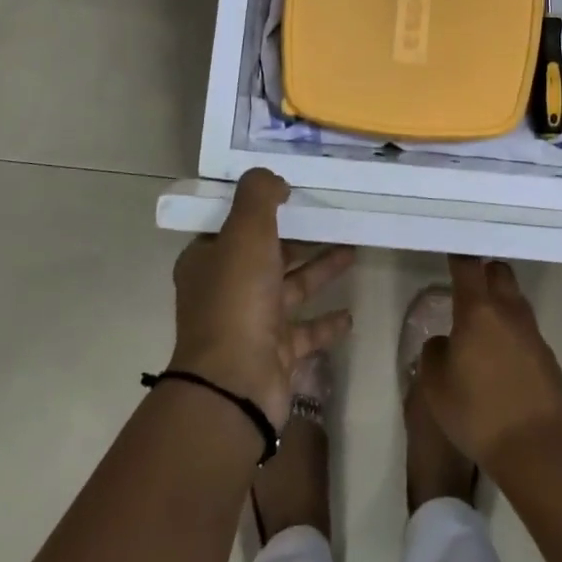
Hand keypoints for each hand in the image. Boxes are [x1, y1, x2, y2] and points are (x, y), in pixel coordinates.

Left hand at [169, 169, 354, 427]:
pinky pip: (305, 331)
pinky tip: (351, 314)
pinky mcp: (275, 353)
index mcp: (208, 260)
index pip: (231, 226)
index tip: (290, 193)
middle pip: (266, 255)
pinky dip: (326, 322)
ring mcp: (251, 324)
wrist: (235, 383)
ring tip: (353, 251)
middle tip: (331, 218)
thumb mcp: (245, 231)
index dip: (258, 209)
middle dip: (298, 238)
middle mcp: (226, 290)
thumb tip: (273, 178)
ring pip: (290, 289)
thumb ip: (259, 195)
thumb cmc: (237, 298)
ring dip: (319, 270)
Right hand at [416, 255, 561, 474]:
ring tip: (480, 323)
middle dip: (484, 272)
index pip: (468, 267)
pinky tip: (499, 356)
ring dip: (499, 301)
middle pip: (499, 273)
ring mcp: (532, 333)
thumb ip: (434, 354)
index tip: (450, 249)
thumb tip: (445, 342)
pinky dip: (511, 331)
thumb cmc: (478, 413)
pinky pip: (525, 329)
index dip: (458, 255)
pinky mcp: (547, 356)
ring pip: (515, 300)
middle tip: (466, 284)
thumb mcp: (436, 387)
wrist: (538, 449)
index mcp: (478, 311)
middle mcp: (509, 312)